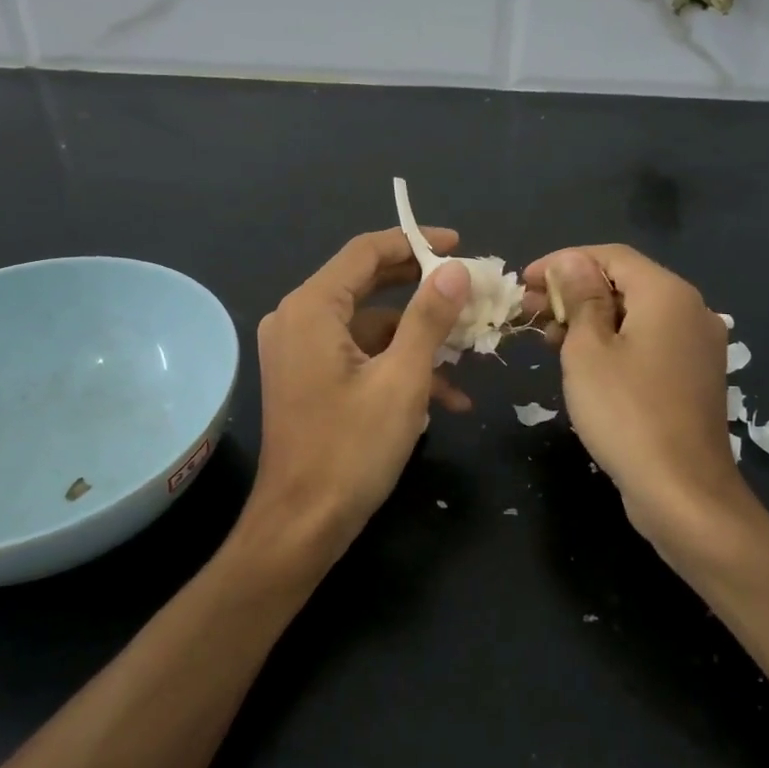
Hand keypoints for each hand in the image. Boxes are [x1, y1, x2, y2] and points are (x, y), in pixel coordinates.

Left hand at [237, 227, 471, 571]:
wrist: (301, 525)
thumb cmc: (351, 450)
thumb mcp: (402, 380)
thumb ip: (429, 319)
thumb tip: (456, 271)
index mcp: (311, 308)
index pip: (365, 252)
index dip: (414, 242)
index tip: (458, 244)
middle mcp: (298, 319)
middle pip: (367, 284)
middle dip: (422, 290)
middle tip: (469, 289)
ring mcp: (300, 350)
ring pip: (370, 325)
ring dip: (419, 339)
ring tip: (470, 355)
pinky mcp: (309, 378)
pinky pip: (359, 355)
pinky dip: (397, 366)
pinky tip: (447, 398)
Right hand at [523, 245, 752, 550]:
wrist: (682, 492)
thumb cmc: (625, 413)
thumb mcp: (588, 350)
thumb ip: (580, 297)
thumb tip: (571, 261)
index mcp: (668, 294)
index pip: (611, 256)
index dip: (563, 261)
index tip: (524, 280)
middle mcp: (691, 310)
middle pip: (625, 282)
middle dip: (573, 291)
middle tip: (528, 309)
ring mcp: (697, 346)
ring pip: (635, 314)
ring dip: (590, 318)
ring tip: (546, 336)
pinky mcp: (693, 376)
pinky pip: (648, 341)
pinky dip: (613, 341)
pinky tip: (581, 360)